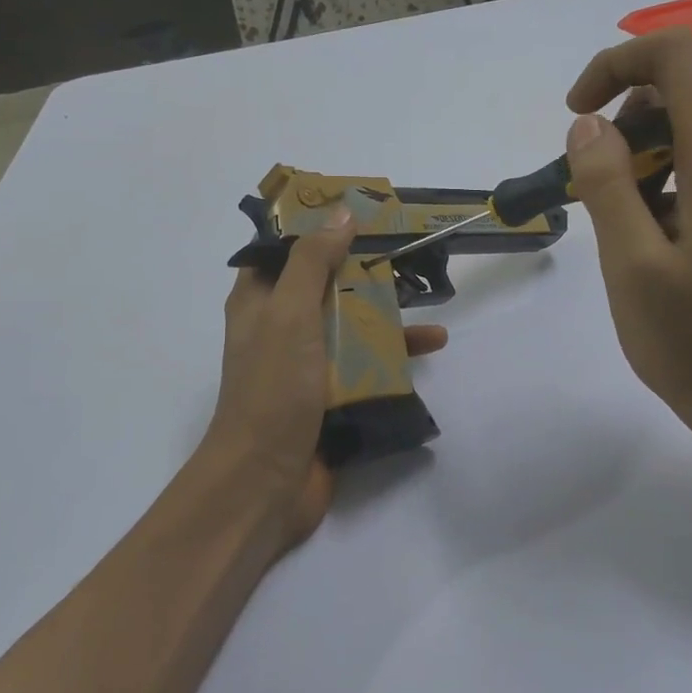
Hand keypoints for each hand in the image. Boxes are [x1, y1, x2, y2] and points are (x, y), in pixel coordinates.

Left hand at [205, 207, 447, 550]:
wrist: (266, 481)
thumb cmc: (273, 388)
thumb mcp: (289, 313)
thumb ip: (312, 262)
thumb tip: (341, 212)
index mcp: (260, 301)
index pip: (286, 249)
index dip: (319, 226)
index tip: (360, 211)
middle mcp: (282, 327)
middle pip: (327, 284)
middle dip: (364, 267)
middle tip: (409, 247)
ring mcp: (308, 364)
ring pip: (351, 323)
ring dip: (387, 310)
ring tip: (430, 298)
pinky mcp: (332, 396)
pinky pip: (366, 363)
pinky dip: (395, 353)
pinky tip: (431, 346)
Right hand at [564, 26, 691, 434]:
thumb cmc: (690, 336)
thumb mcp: (630, 262)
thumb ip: (606, 182)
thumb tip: (588, 124)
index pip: (674, 55)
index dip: (616, 64)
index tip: (576, 114)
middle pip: (676, 88)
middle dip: (617, 120)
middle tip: (585, 184)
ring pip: (682, 126)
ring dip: (632, 154)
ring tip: (608, 218)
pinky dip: (654, 177)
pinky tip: (635, 232)